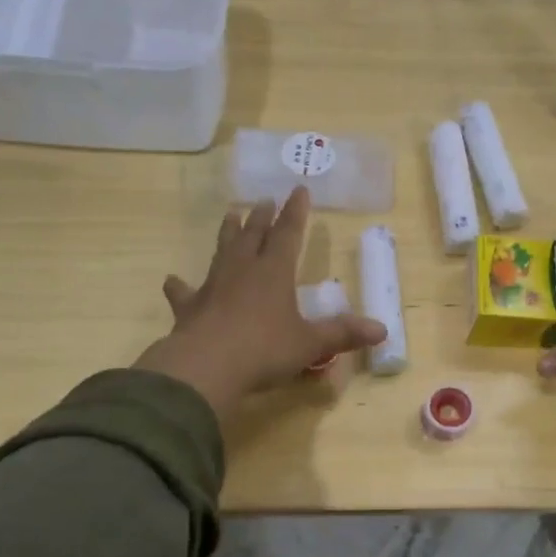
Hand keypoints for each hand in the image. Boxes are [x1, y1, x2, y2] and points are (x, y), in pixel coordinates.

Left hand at [134, 187, 386, 418]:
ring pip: (221, 251)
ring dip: (228, 233)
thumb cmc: (264, 350)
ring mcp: (213, 287)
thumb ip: (342, 334)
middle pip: (253, 235)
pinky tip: (172, 280)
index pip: (288, 234)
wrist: (206, 367)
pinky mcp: (189, 309)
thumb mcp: (310, 344)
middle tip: (264, 200)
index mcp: (274, 273)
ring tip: (230, 215)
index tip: (299, 189)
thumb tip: (382, 330)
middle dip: (261, 217)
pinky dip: (180, 286)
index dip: (295, 212)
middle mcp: (242, 271)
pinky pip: (185, 293)